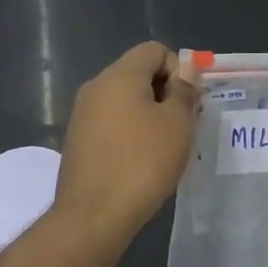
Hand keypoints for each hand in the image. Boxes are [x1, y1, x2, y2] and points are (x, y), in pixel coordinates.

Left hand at [55, 42, 200, 243]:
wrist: (93, 216)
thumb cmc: (142, 163)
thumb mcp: (177, 124)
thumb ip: (184, 90)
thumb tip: (187, 67)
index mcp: (119, 76)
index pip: (154, 50)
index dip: (179, 70)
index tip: (189, 103)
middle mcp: (96, 87)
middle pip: (138, 73)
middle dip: (166, 92)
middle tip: (183, 126)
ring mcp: (83, 114)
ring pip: (125, 100)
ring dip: (150, 114)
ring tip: (165, 147)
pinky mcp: (78, 140)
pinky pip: (112, 122)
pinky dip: (131, 132)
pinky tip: (142, 161)